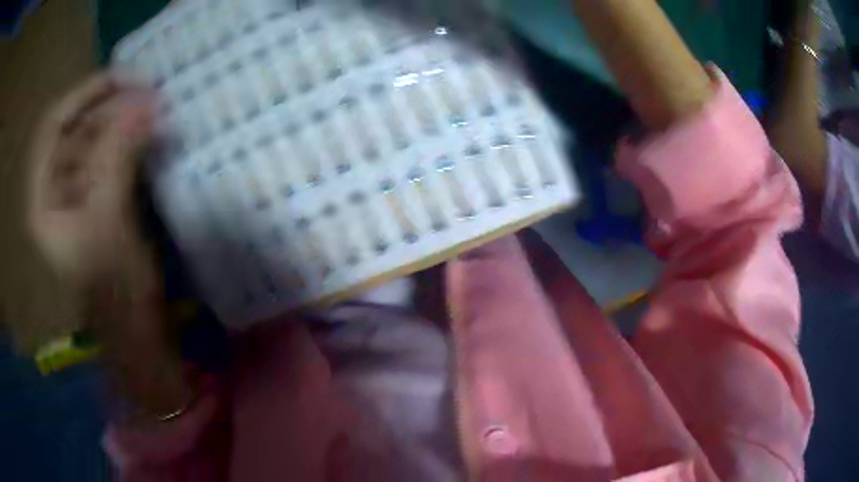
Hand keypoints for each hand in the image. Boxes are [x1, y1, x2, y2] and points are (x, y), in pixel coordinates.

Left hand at [27, 73, 155, 285]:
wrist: (134, 325)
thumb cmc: (114, 286)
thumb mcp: (108, 220)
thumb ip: (117, 156)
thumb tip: (145, 102)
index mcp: (43, 199)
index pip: (54, 127)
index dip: (84, 96)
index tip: (124, 78)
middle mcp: (55, 189)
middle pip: (77, 131)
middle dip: (112, 109)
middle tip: (151, 95)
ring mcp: (77, 194)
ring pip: (95, 141)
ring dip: (124, 122)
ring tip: (157, 111)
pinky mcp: (98, 198)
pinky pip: (110, 156)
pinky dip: (130, 141)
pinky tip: (151, 134)